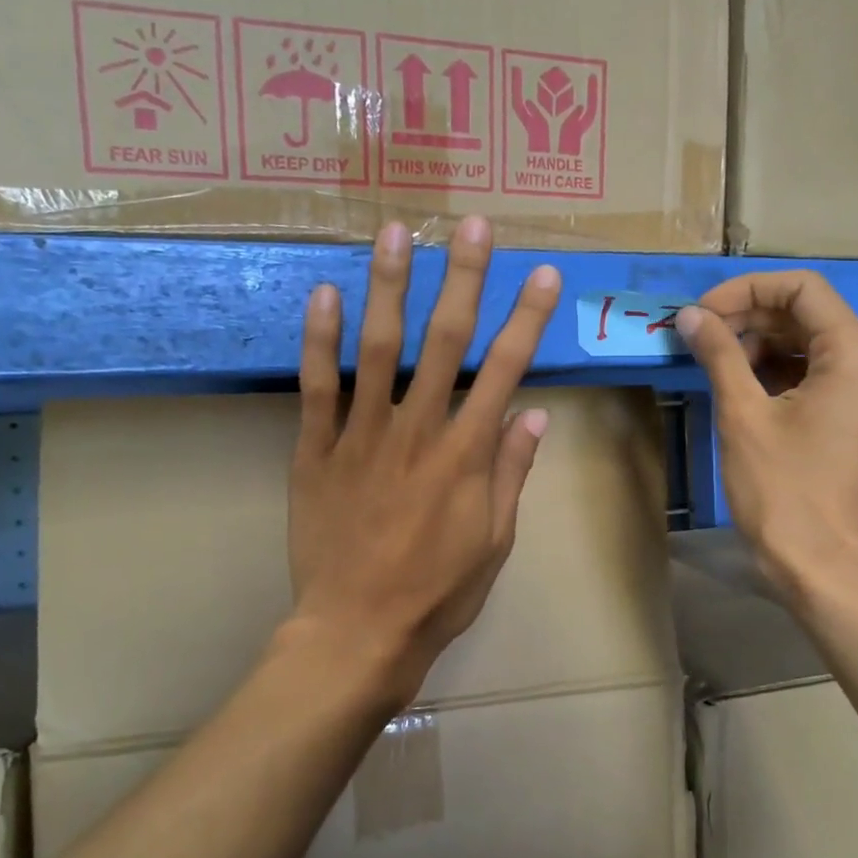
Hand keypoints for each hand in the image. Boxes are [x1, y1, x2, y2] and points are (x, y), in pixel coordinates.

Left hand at [288, 217, 561, 711]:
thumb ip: (511, 474)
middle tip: (473, 225)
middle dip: (463, 278)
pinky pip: (317, 387)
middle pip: (445, 341)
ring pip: (378, 348)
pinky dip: (319, 339)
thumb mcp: (494, 542)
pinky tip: (324, 292)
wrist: (357, 632)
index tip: (542, 275)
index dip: (527, 319)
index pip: (505, 370)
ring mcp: (361, 436)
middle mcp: (418, 431)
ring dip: (390, 286)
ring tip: (396, 232)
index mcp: (467, 455)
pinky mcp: (315, 450)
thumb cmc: (436, 594)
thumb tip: (531, 414)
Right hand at [677, 272, 857, 603]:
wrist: (823, 567)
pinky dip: (778, 371)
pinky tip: (741, 387)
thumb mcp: (742, 415)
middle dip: (750, 317)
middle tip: (699, 337)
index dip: (746, 290)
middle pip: (808, 313)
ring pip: (811, 344)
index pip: (802, 288)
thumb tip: (690, 316)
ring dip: (761, 344)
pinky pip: (818, 375)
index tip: (701, 314)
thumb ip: (718, 354)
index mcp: (856, 353)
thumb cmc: (782, 490)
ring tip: (713, 362)